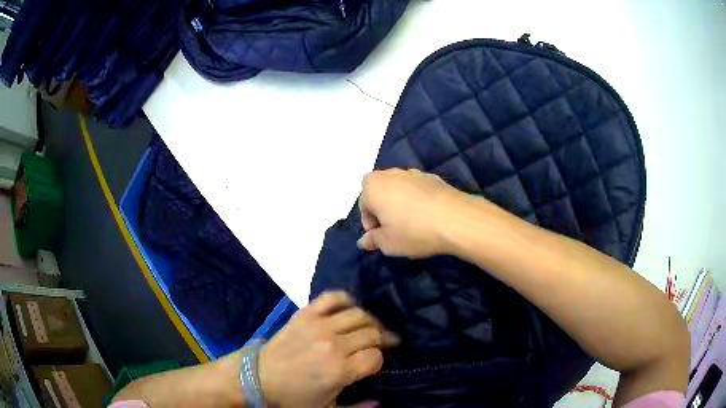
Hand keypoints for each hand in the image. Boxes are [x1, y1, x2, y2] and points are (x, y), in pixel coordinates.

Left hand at [258, 292, 399, 407]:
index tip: (376, 363)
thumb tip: (379, 402)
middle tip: (386, 343)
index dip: (380, 360)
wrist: (258, 378)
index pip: (376, 356)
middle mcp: (333, 345)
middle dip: (383, 338)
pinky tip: (350, 308)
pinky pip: (332, 297)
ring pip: (358, 314)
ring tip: (371, 328)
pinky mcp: (305, 314)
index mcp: (339, 371)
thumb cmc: (293, 397)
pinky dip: (346, 299)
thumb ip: (357, 407)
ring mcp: (318, 325)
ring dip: (370, 321)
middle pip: (372, 333)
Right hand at [357, 169, 469, 257]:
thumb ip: (373, 240)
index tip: (380, 237)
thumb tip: (363, 241)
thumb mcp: (388, 243)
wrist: (456, 219)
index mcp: (373, 186)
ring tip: (412, 222)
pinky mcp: (433, 177)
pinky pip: (417, 188)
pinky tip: (428, 215)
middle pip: (379, 191)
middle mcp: (391, 174)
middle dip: (382, 207)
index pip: (363, 205)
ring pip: (399, 188)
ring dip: (399, 202)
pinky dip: (417, 199)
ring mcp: (413, 173)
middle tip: (393, 228)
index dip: (370, 223)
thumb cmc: (414, 232)